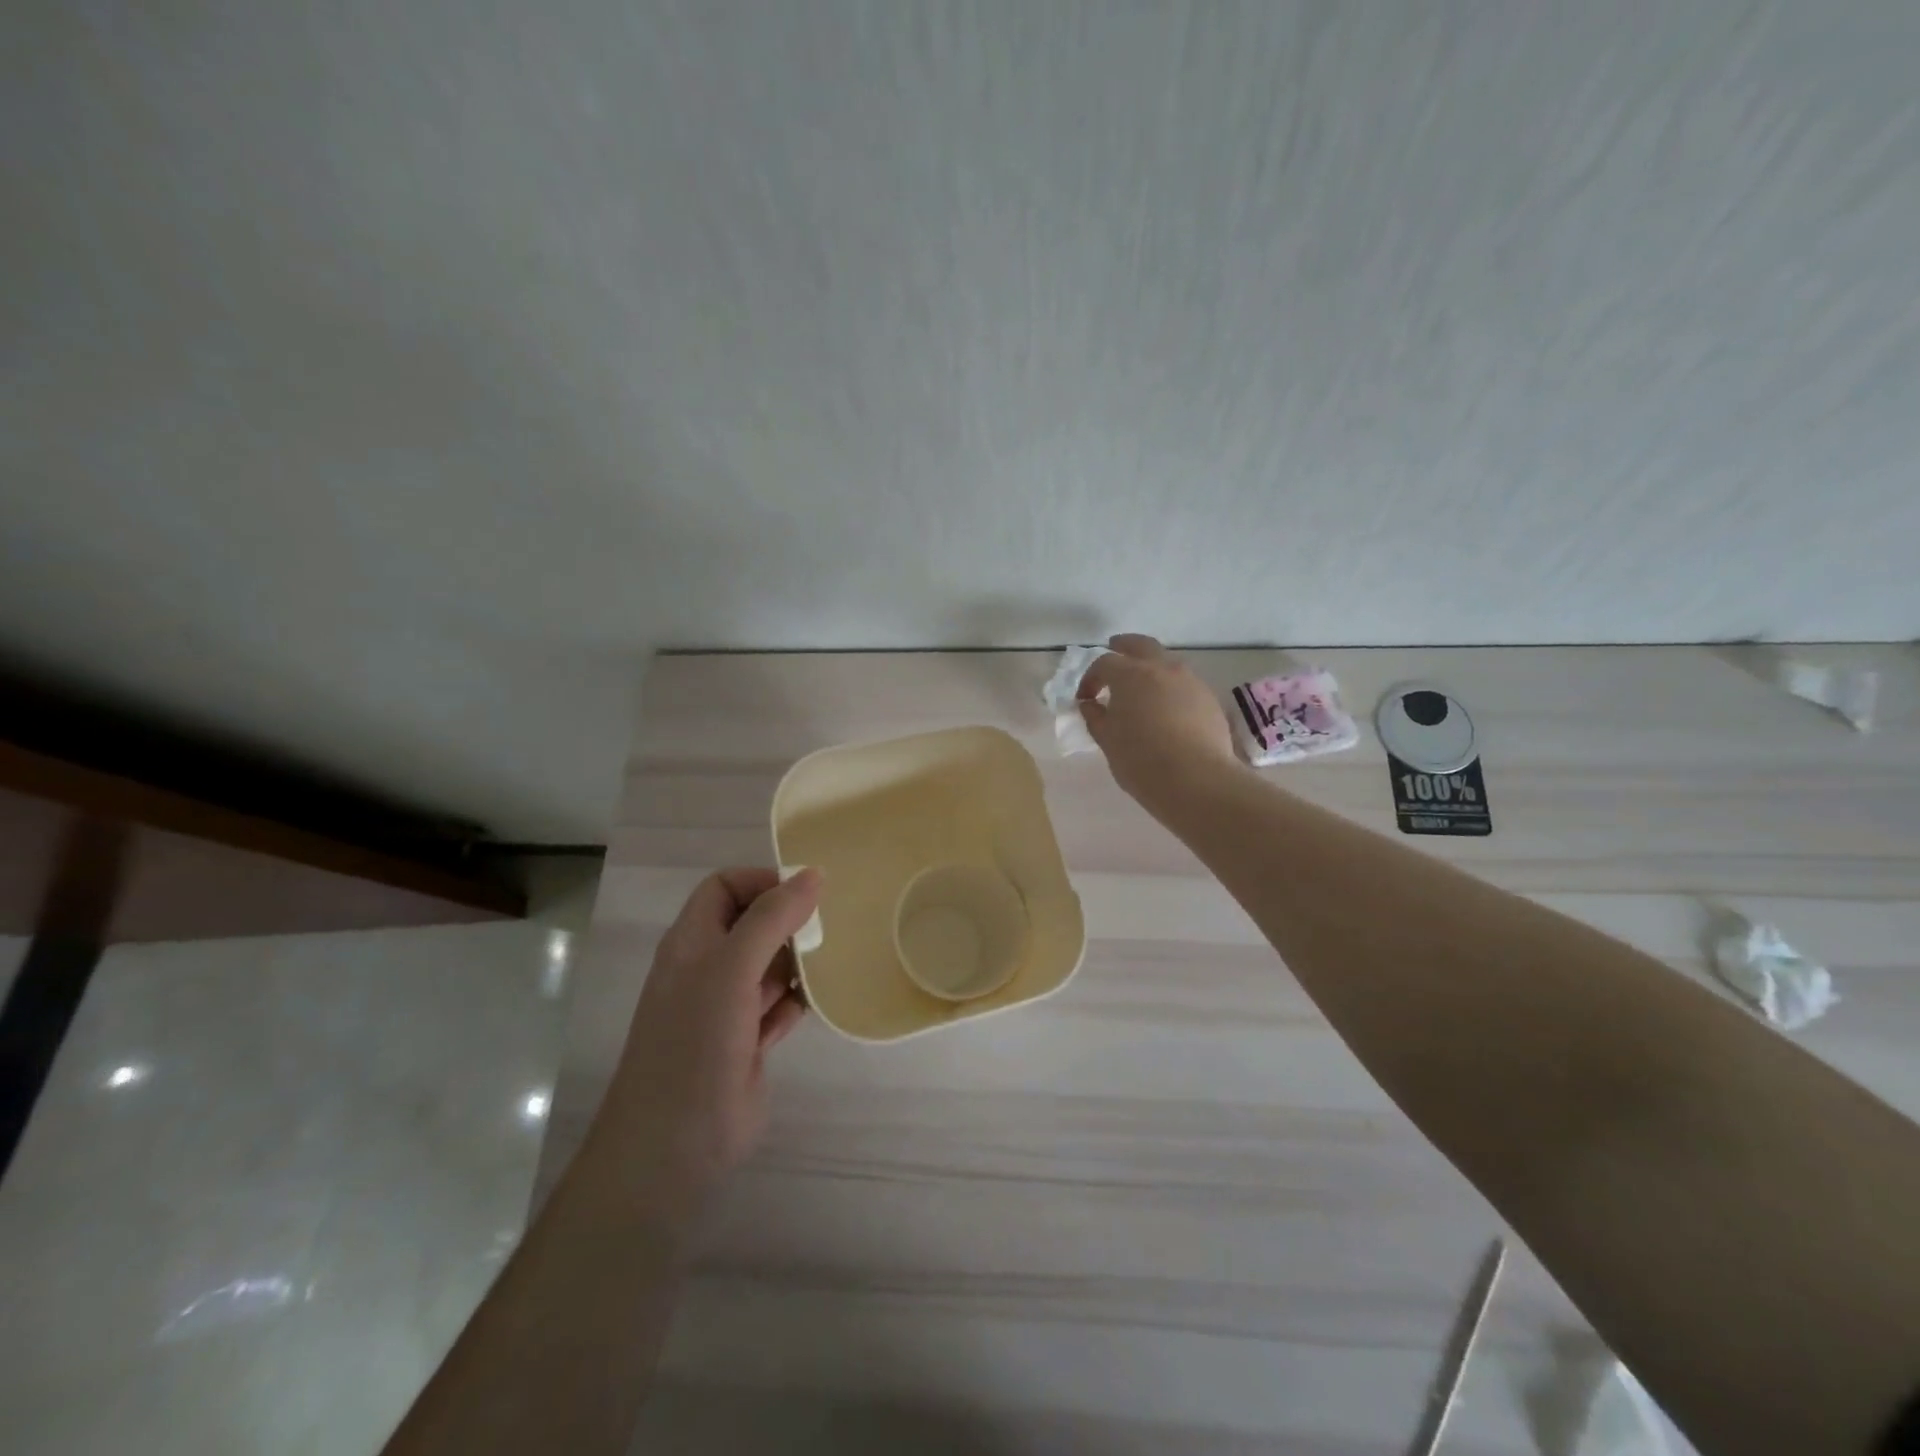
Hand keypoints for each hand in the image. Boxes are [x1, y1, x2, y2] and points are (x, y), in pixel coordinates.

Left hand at [591, 867, 819, 1214]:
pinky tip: (817, 1006)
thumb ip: (771, 918)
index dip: (763, 882)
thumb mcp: (732, 968)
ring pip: (770, 965)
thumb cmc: (695, 1043)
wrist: (674, 1146)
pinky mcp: (747, 1041)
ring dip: (799, 962)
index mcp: (692, 941)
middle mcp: (708, 967)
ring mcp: (726, 1007)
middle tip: (829, 929)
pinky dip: (798, 1002)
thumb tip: (812, 874)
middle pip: (753, 923)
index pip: (725, 887)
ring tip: (832, 963)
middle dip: (789, 922)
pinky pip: (780, 1005)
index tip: (806, 895)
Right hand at [1077, 634, 1239, 807]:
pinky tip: (1166, 709)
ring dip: (1150, 667)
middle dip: (1124, 647)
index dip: (1090, 679)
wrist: (1196, 780)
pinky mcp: (1208, 698)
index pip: (1104, 663)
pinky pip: (1184, 684)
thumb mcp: (1108, 741)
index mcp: (1130, 675)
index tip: (1085, 699)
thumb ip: (1096, 718)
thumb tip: (1090, 705)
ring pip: (1166, 662)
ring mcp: (1190, 681)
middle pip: (1141, 645)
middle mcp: (1162, 668)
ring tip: (1142, 688)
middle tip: (1114, 652)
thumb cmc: (1141, 760)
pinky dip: (1170, 688)